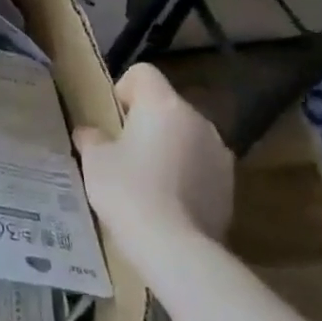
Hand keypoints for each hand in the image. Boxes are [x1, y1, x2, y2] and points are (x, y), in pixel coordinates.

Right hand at [73, 63, 233, 248]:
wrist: (176, 247)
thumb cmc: (128, 190)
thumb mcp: (94, 160)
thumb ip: (92, 138)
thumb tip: (90, 132)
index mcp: (163, 105)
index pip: (143, 73)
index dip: (123, 89)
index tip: (112, 120)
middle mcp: (198, 119)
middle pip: (166, 106)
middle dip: (146, 122)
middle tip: (123, 152)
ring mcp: (220, 152)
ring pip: (185, 136)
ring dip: (168, 147)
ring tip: (147, 180)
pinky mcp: (231, 184)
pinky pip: (201, 165)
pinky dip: (185, 173)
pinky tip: (168, 201)